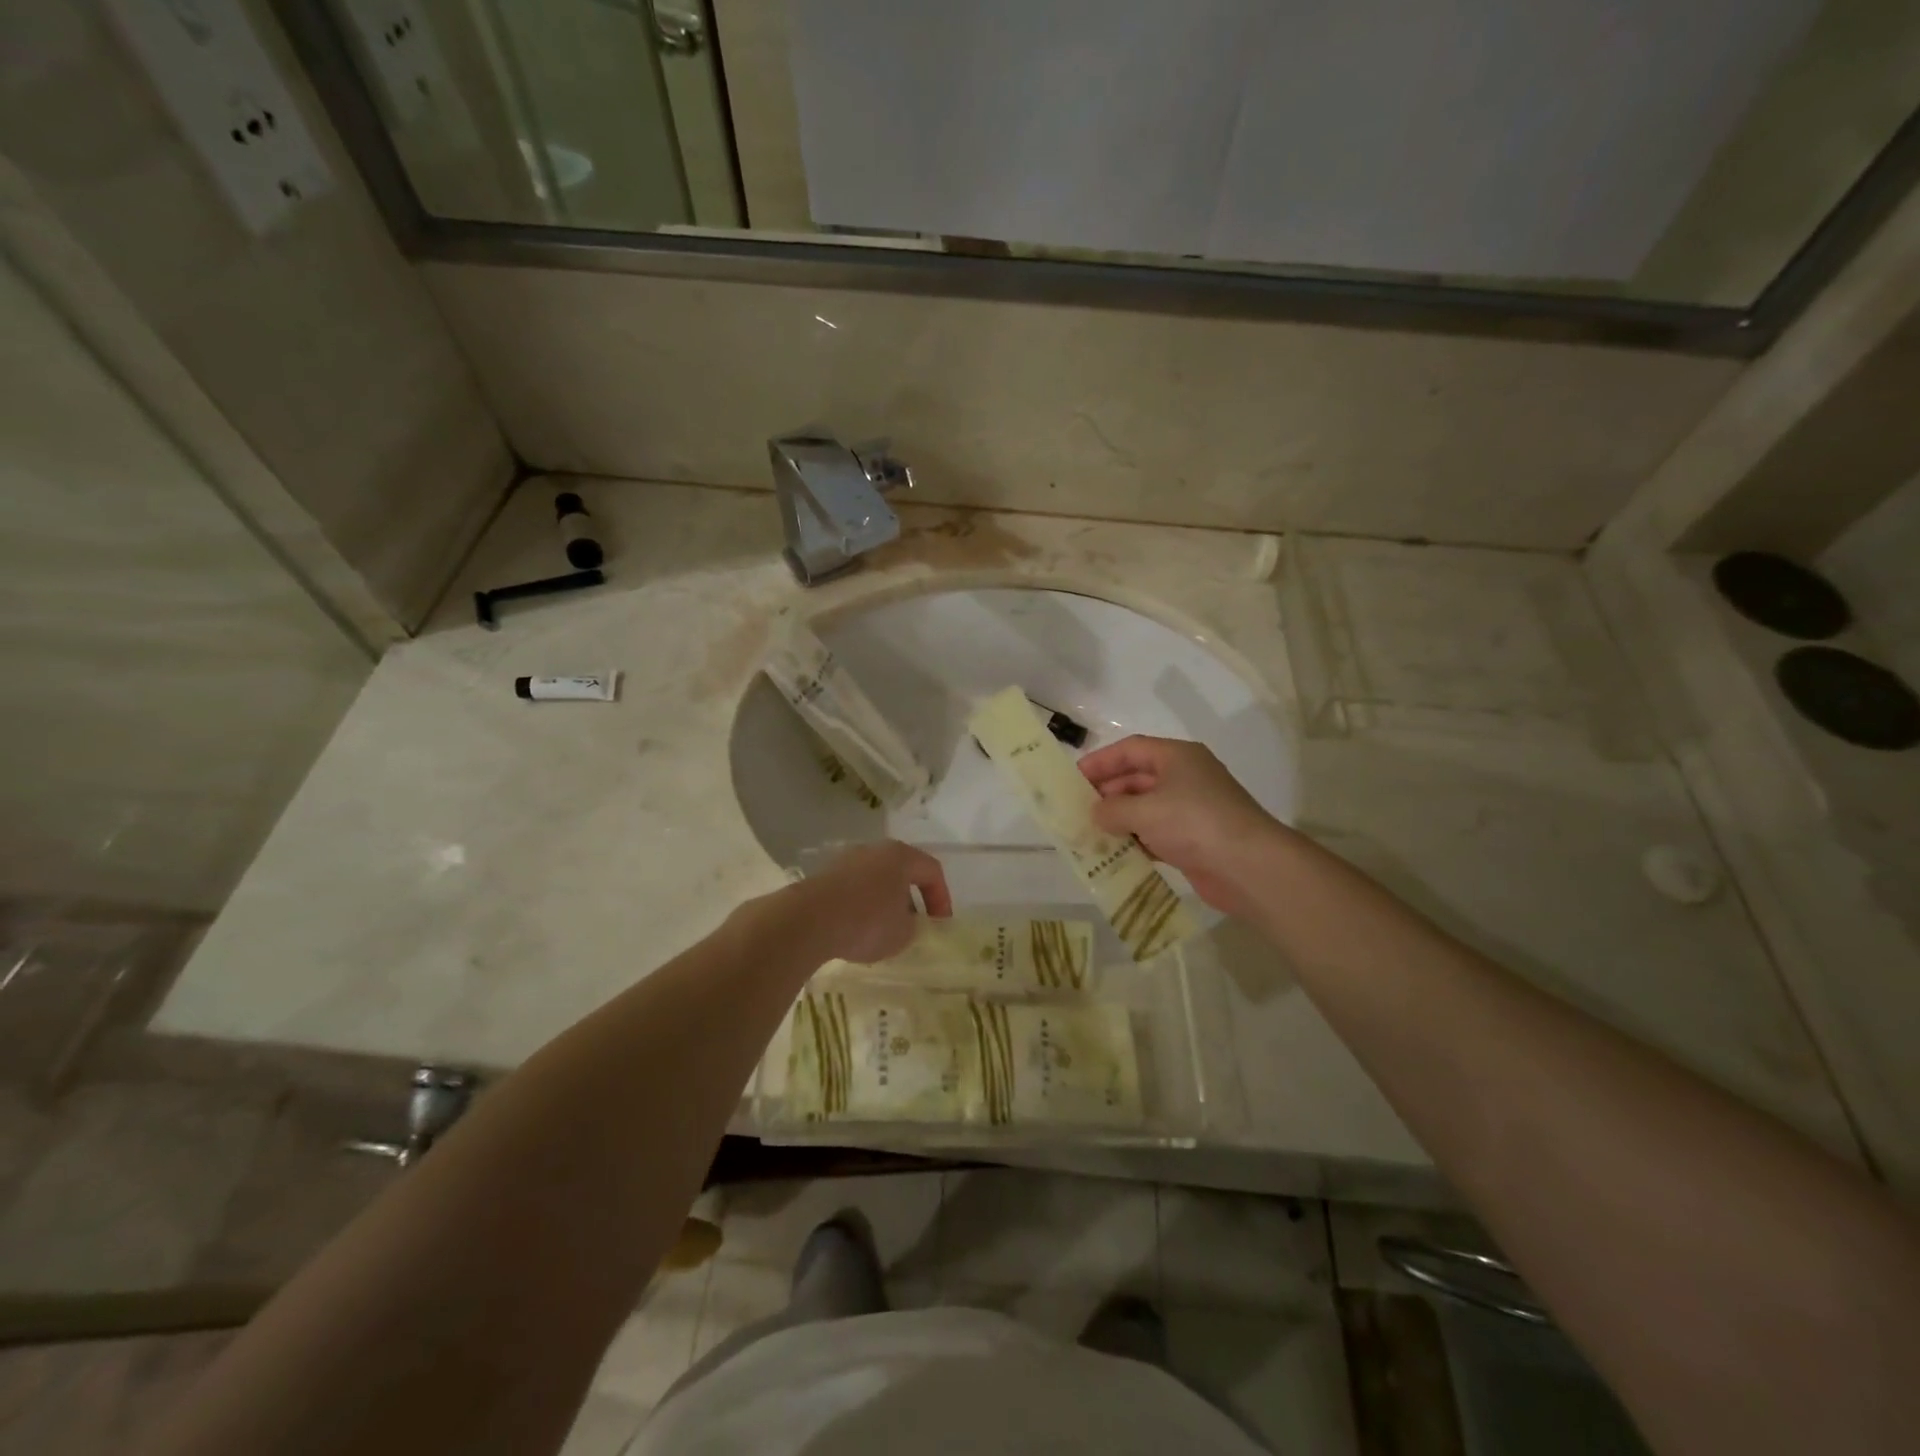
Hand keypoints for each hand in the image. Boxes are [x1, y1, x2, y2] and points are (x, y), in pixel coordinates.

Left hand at [790, 840, 953, 964]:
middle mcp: (874, 850)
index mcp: (900, 856)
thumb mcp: (903, 933)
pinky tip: (856, 928)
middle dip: (911, 898)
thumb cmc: (867, 922)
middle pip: (902, 871)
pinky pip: (853, 888)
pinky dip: (861, 905)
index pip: (932, 871)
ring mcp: (846, 859)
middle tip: (914, 923)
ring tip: (883, 930)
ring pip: (876, 879)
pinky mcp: (824, 875)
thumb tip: (906, 921)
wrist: (808, 920)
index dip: (942, 898)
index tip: (940, 924)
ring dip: (884, 902)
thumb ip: (913, 926)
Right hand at [1077, 735, 1281, 916]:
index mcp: (1177, 757)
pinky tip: (1115, 853)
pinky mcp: (1194, 839)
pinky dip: (1136, 840)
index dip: (1100, 761)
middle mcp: (1185, 778)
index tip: (1073, 778)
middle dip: (1107, 793)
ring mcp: (1191, 809)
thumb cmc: (1194, 823)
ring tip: (1089, 833)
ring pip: (1145, 808)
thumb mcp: (1145, 811)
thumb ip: (1112, 809)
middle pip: (1137, 778)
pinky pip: (1156, 834)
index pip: (1131, 749)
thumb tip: (1096, 813)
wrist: (1249, 866)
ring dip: (1119, 819)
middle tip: (1077, 809)